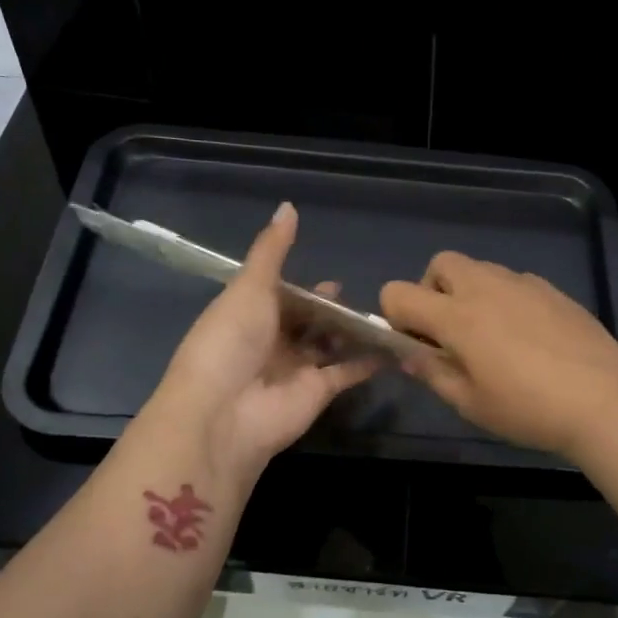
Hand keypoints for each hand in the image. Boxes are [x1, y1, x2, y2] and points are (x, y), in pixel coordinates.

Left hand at [154, 202, 376, 477]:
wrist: (223, 412)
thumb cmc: (230, 340)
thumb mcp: (249, 288)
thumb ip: (272, 251)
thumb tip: (288, 205)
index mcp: (249, 315)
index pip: (283, 298)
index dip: (307, 290)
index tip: (336, 282)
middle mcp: (272, 342)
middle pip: (308, 323)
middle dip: (332, 312)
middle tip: (365, 298)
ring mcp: (296, 369)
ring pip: (329, 347)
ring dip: (352, 334)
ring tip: (386, 316)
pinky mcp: (317, 393)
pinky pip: (347, 373)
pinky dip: (368, 362)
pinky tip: (393, 346)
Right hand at [381, 252, 617, 460]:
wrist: (604, 403)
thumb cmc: (528, 410)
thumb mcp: (470, 403)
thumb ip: (432, 372)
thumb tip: (409, 353)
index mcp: (456, 316)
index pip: (398, 293)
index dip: (395, 316)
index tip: (416, 344)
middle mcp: (485, 287)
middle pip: (440, 264)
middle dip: (432, 290)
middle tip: (449, 331)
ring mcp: (523, 284)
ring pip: (480, 269)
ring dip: (469, 293)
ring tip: (490, 335)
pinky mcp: (552, 290)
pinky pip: (514, 282)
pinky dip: (505, 299)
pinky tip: (527, 336)